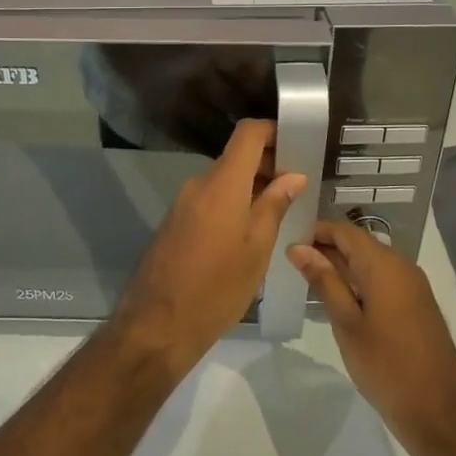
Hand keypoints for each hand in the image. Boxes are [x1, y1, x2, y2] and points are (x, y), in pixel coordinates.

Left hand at [117, 119, 306, 361]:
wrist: (158, 324)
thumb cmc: (217, 287)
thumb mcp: (256, 248)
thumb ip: (274, 206)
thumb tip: (293, 176)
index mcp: (222, 183)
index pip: (248, 133)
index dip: (273, 131)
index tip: (297, 145)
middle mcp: (199, 184)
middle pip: (236, 157)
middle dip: (268, 165)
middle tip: (297, 189)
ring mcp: (184, 202)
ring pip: (224, 180)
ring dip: (251, 188)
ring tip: (280, 213)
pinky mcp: (176, 221)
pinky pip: (210, 199)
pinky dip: (233, 203)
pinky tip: (250, 231)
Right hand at [287, 222, 455, 455]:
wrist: (439, 413)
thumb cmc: (386, 366)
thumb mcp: (347, 323)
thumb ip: (324, 281)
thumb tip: (298, 247)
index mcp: (384, 265)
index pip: (344, 231)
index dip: (315, 230)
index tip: (286, 240)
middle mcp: (402, 266)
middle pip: (358, 244)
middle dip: (325, 249)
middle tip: (290, 262)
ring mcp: (413, 286)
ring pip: (370, 263)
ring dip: (341, 267)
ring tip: (307, 280)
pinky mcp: (417, 305)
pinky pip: (383, 280)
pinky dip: (359, 282)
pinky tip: (338, 299)